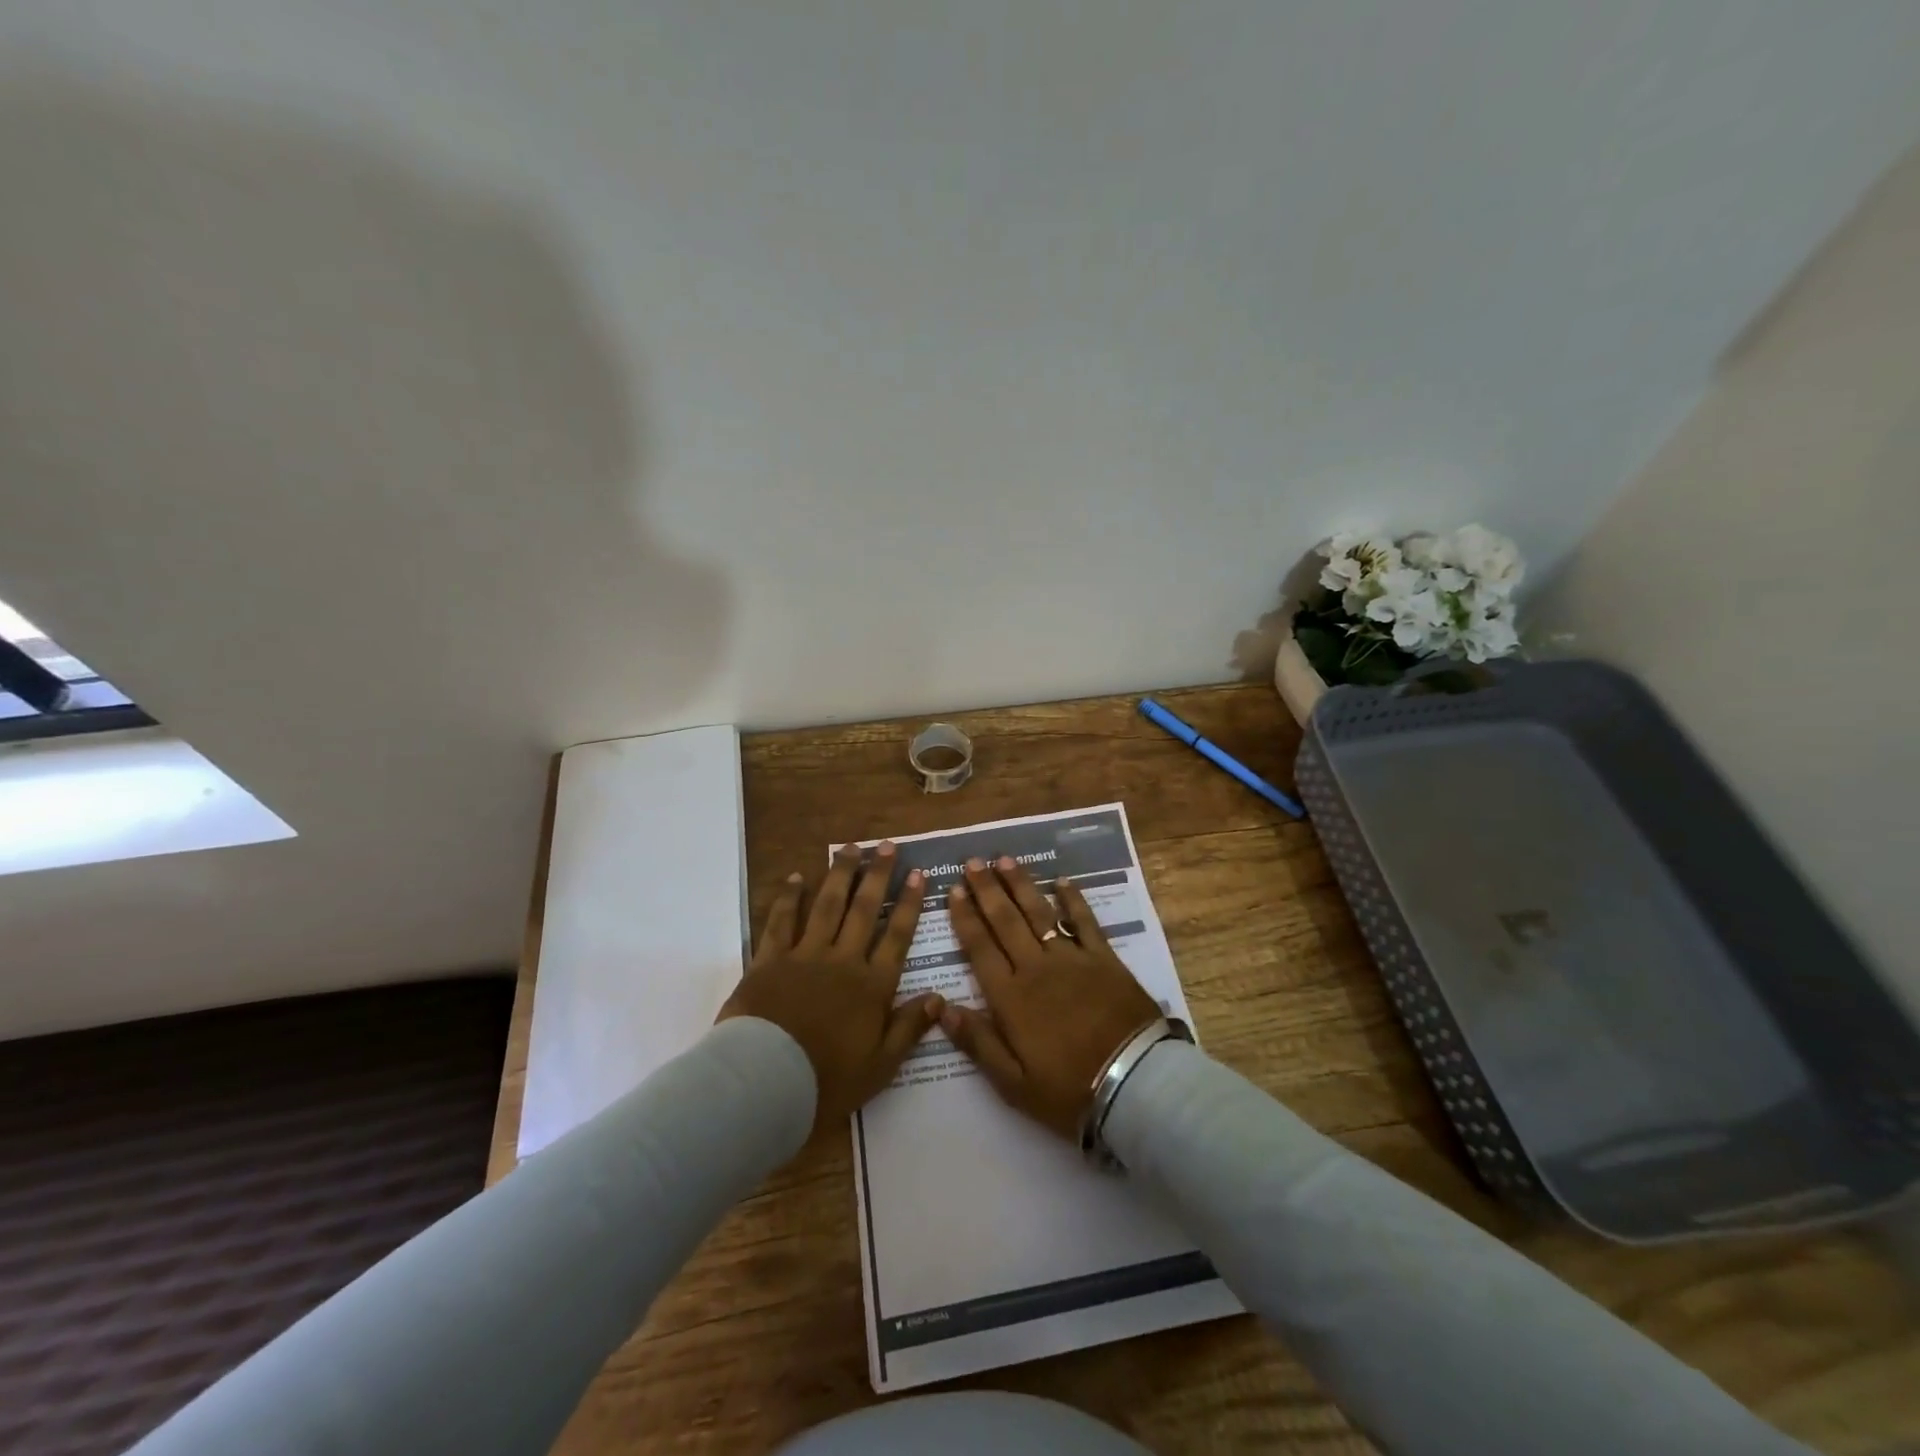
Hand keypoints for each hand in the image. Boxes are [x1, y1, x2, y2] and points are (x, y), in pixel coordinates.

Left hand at [718, 841, 943, 1133]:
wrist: (765, 1082)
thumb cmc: (827, 1080)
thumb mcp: (881, 1065)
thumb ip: (909, 1028)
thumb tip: (939, 997)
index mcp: (872, 985)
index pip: (897, 935)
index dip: (908, 903)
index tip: (917, 874)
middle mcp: (843, 960)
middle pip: (864, 910)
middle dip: (877, 875)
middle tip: (886, 845)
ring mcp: (805, 955)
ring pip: (827, 905)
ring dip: (840, 875)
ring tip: (850, 848)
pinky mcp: (770, 960)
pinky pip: (782, 921)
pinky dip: (790, 898)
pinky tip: (797, 878)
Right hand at [940, 857, 1161, 1139]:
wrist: (1134, 1085)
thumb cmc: (1068, 1090)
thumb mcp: (1013, 1083)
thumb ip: (977, 1042)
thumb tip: (941, 1007)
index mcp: (1010, 997)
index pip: (980, 947)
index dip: (965, 917)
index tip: (953, 890)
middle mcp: (1036, 967)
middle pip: (1006, 920)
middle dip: (986, 889)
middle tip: (972, 862)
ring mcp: (1072, 959)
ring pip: (1039, 912)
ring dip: (1020, 884)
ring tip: (1004, 860)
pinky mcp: (1104, 958)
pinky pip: (1085, 921)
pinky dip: (1073, 899)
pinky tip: (1063, 880)